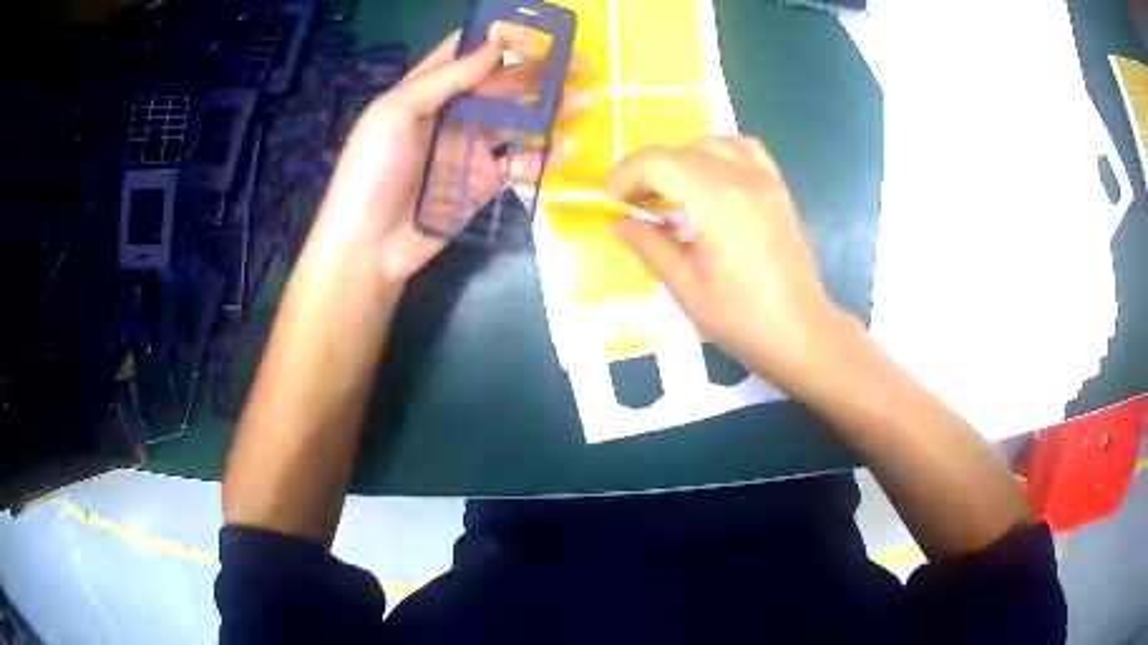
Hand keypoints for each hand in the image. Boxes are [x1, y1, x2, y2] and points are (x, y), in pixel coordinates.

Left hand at [315, 28, 590, 285]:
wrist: (369, 247)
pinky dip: (543, 157)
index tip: (539, 37)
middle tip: (583, 67)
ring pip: (517, 121)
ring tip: (587, 102)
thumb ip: (446, 78)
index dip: (502, 39)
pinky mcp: (483, 183)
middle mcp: (452, 113)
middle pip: (502, 85)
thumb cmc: (373, 171)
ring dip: (552, 111)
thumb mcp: (395, 113)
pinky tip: (566, 148)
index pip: (468, 53)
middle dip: (541, 73)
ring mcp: (469, 149)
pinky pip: (518, 164)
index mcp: (427, 90)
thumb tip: (496, 44)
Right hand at [607, 137, 846, 390]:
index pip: (657, 161)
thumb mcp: (686, 288)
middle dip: (649, 172)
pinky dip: (720, 155)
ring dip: (682, 161)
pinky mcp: (779, 189)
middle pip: (682, 150)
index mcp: (716, 199)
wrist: (802, 334)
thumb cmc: (742, 319)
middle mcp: (743, 177)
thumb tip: (619, 223)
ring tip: (673, 193)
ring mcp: (766, 180)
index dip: (626, 174)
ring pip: (712, 144)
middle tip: (636, 207)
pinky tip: (712, 181)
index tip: (613, 202)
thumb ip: (649, 247)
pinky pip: (745, 150)